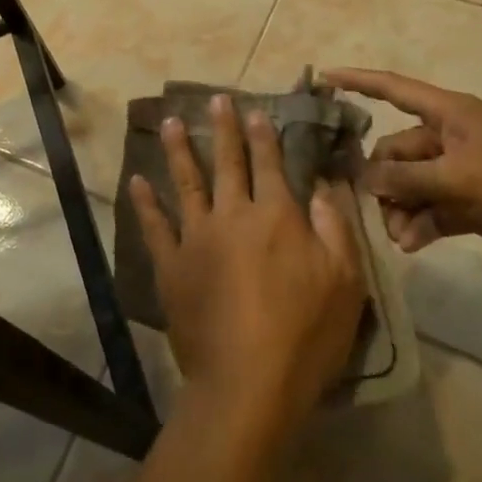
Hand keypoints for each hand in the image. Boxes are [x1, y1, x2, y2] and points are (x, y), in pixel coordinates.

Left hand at [130, 94, 365, 444]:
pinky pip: (154, 226)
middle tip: (214, 99)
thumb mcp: (346, 282)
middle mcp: (233, 215)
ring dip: (178, 150)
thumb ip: (336, 227)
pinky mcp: (171, 265)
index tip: (254, 110)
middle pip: (227, 162)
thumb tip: (324, 185)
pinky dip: (144, 203)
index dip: (263, 135)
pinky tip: (136, 181)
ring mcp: (196, 238)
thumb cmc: (306, 334)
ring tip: (170, 122)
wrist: (248, 382)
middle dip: (222, 128)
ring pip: (186, 182)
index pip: (270, 164)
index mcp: (276, 216)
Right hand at [323, 69, 481, 270]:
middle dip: (382, 178)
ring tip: (398, 235)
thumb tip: (364, 178)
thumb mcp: (458, 177)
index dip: (358, 81)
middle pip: (396, 150)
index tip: (323, 78)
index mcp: (448, 114)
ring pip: (410, 183)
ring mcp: (459, 171)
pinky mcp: (470, 202)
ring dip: (400, 208)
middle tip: (375, 208)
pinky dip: (419, 224)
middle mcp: (448, 138)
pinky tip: (411, 244)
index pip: (393, 89)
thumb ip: (406, 177)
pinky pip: (430, 208)